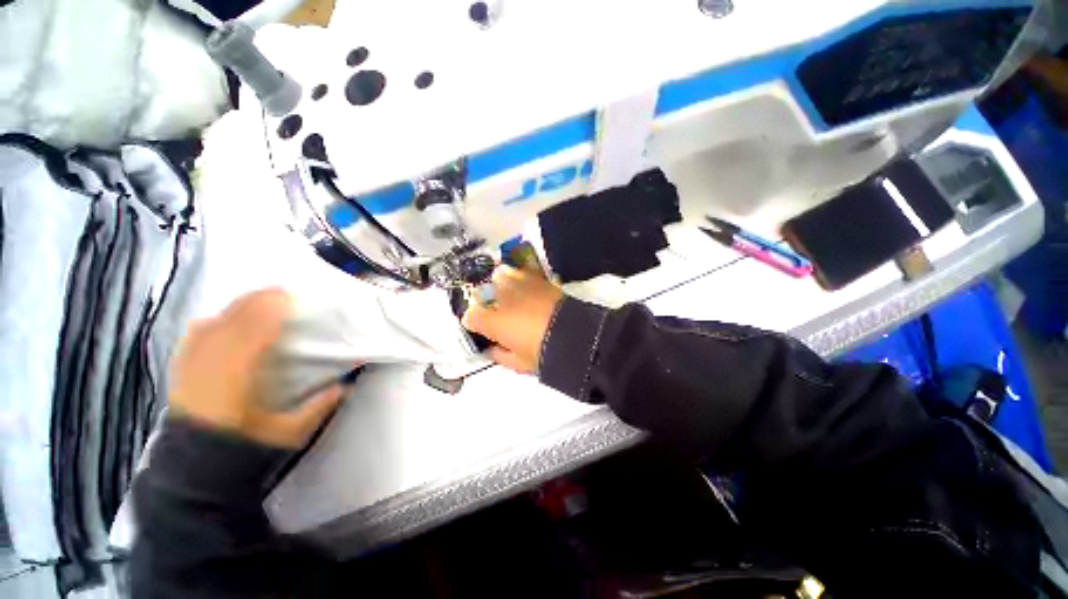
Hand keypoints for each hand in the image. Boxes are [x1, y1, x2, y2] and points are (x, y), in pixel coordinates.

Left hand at [169, 288, 344, 448]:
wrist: (193, 471)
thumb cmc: (243, 449)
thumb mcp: (289, 433)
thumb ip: (319, 407)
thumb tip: (347, 384)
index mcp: (238, 374)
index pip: (254, 327)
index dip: (273, 307)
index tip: (294, 298)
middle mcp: (210, 361)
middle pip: (233, 316)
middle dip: (259, 300)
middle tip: (284, 296)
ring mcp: (191, 363)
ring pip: (215, 318)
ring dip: (239, 307)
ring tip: (260, 303)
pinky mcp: (181, 368)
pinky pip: (196, 331)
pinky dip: (215, 319)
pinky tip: (225, 321)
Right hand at [462, 265, 563, 373]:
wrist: (573, 336)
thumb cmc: (542, 353)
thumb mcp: (518, 363)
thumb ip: (499, 355)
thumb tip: (491, 349)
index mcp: (491, 321)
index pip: (470, 316)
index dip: (474, 324)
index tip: (481, 329)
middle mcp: (499, 298)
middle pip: (480, 293)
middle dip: (484, 303)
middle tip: (496, 314)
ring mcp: (517, 284)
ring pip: (498, 276)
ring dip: (500, 285)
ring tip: (510, 296)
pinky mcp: (536, 277)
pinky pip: (520, 270)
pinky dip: (519, 276)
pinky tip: (525, 286)